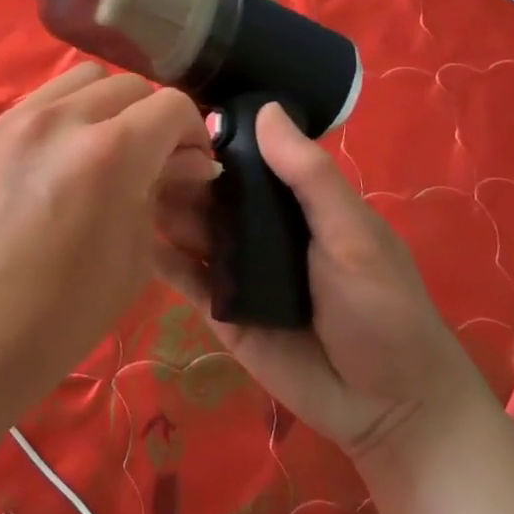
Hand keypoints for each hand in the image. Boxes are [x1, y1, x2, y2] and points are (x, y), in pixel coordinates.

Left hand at [0, 63, 218, 413]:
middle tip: (152, 164)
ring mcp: (15, 121)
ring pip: (81, 80)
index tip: (193, 168)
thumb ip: (158, 196)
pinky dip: (66, 116)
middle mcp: (62, 120)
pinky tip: (61, 161)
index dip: (194, 134)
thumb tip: (185, 164)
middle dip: (152, 120)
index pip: (171, 107)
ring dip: (108, 107)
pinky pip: (40, 101)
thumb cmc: (55, 322)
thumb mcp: (131, 262)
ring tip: (105, 154)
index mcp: (109, 154)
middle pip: (128, 86)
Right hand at [156, 103, 481, 467]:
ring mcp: (238, 269)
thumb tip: (266, 109)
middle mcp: (262, 228)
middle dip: (179, 174)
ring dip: (164, 210)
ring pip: (191, 230)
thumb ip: (309, 177)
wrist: (386, 404)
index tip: (171, 117)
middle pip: (211, 192)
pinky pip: (186, 278)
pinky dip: (161, 258)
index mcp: (298, 202)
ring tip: (127, 192)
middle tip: (141, 161)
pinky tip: (133, 238)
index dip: (214, 137)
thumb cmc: (382, 307)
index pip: (248, 157)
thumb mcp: (353, 234)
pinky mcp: (220, 309)